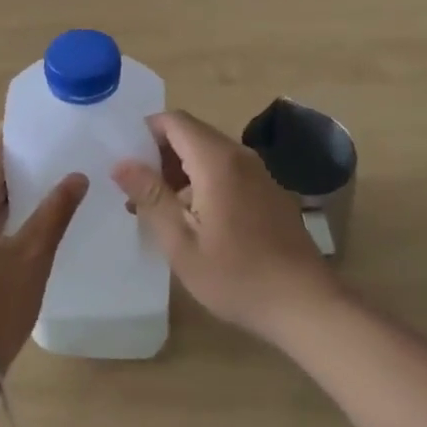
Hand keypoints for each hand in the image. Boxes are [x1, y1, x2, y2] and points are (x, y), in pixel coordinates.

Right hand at [113, 109, 339, 345]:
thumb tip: (121, 163)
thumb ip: (150, 196)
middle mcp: (240, 156)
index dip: (144, 132)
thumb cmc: (236, 276)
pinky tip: (195, 221)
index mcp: (216, 161)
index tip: (126, 161)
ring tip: (158, 210)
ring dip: (180, 172)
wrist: (306, 305)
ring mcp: (259, 174)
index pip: (173, 120)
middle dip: (159, 155)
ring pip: (209, 154)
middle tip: (136, 191)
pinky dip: (203, 182)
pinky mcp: (269, 192)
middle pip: (191, 134)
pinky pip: (227, 171)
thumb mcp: (181, 242)